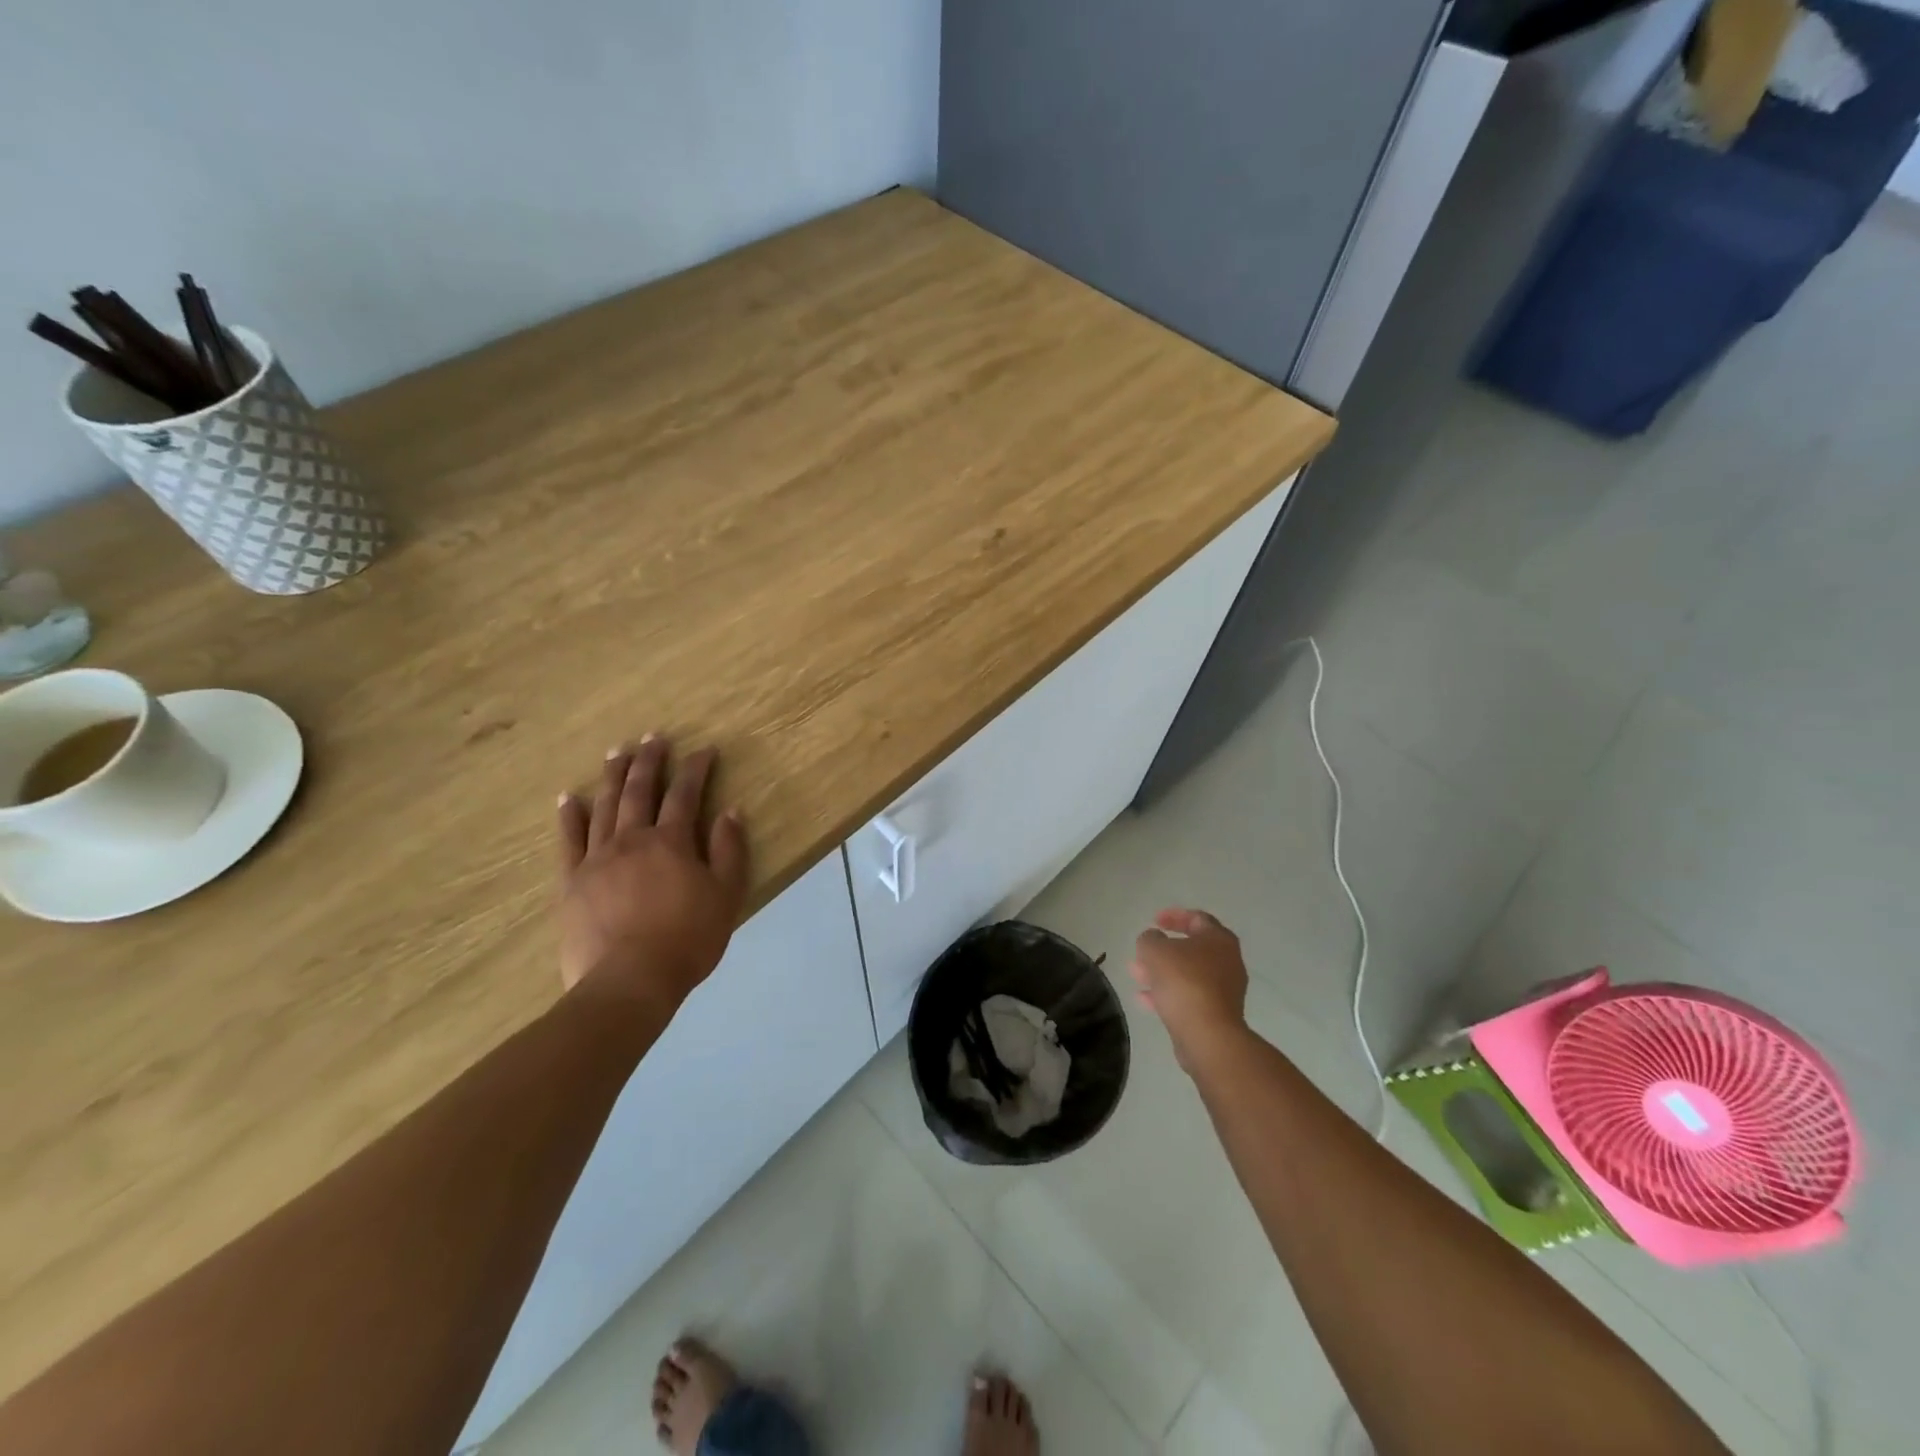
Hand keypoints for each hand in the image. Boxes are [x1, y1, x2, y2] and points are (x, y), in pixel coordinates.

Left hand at [556, 736, 749, 1014]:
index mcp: (671, 842)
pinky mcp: (572, 882)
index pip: (686, 794)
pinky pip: (569, 840)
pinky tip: (570, 797)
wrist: (629, 982)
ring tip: (616, 752)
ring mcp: (597, 859)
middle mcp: (632, 839)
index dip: (696, 769)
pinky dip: (570, 815)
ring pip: (605, 806)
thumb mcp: (725, 896)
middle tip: (653, 737)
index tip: (704, 750)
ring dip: (613, 776)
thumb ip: (729, 851)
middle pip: (641, 790)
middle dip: (649, 761)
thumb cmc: (687, 940)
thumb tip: (730, 811)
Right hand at [1130, 908, 1249, 1069]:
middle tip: (1142, 951)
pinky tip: (1144, 999)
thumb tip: (1153, 940)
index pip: (1197, 918)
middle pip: (1192, 948)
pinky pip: (1189, 996)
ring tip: (1135, 974)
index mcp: (1219, 940)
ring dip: (1161, 972)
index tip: (1153, 921)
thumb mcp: (1155, 950)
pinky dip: (1167, 994)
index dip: (1173, 916)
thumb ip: (1150, 939)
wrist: (1207, 1034)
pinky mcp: (1216, 1014)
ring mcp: (1224, 990)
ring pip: (1187, 974)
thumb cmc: (1183, 982)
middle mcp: (1227, 962)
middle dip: (1163, 949)